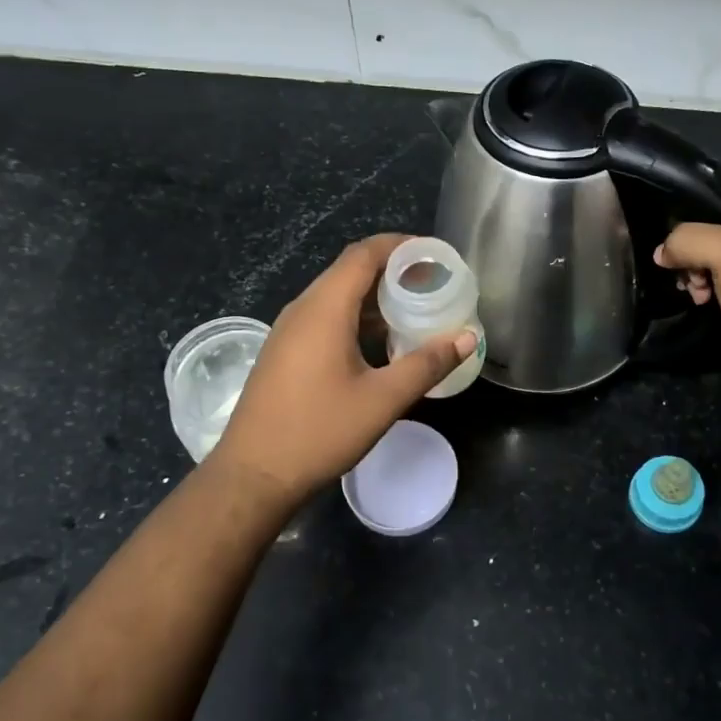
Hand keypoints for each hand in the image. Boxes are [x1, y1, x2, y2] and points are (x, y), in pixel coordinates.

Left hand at [208, 235, 476, 502]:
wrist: (253, 474)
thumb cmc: (319, 432)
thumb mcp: (383, 400)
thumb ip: (427, 364)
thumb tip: (467, 336)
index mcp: (324, 308)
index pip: (364, 254)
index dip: (401, 246)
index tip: (436, 255)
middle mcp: (303, 309)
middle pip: (351, 271)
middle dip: (393, 271)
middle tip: (434, 285)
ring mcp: (289, 330)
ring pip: (337, 296)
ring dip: (375, 297)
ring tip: (414, 312)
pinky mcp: (285, 352)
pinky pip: (325, 318)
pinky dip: (356, 318)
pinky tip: (380, 344)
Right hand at [653, 172, 720, 384]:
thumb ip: (686, 238)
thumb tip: (662, 251)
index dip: (693, 194)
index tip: (667, 216)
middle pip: (714, 217)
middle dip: (690, 240)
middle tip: (680, 262)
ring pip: (711, 246)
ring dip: (693, 265)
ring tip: (692, 286)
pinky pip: (718, 271)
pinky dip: (703, 281)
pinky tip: (699, 297)